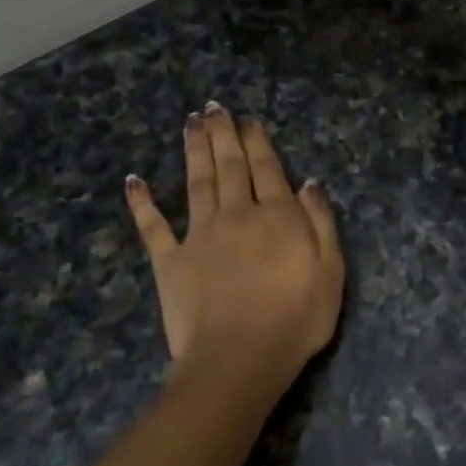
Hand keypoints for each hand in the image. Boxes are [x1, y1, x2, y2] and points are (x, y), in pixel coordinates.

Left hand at [126, 104, 343, 381]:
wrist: (240, 358)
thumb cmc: (296, 319)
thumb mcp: (331, 272)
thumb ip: (321, 224)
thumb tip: (309, 184)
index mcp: (277, 217)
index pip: (267, 170)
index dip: (258, 142)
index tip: (248, 119)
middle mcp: (237, 215)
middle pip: (230, 167)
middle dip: (223, 135)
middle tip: (214, 108)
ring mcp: (200, 236)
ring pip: (196, 182)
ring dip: (193, 150)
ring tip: (190, 123)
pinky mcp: (170, 261)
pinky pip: (154, 227)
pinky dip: (143, 203)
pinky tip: (134, 181)